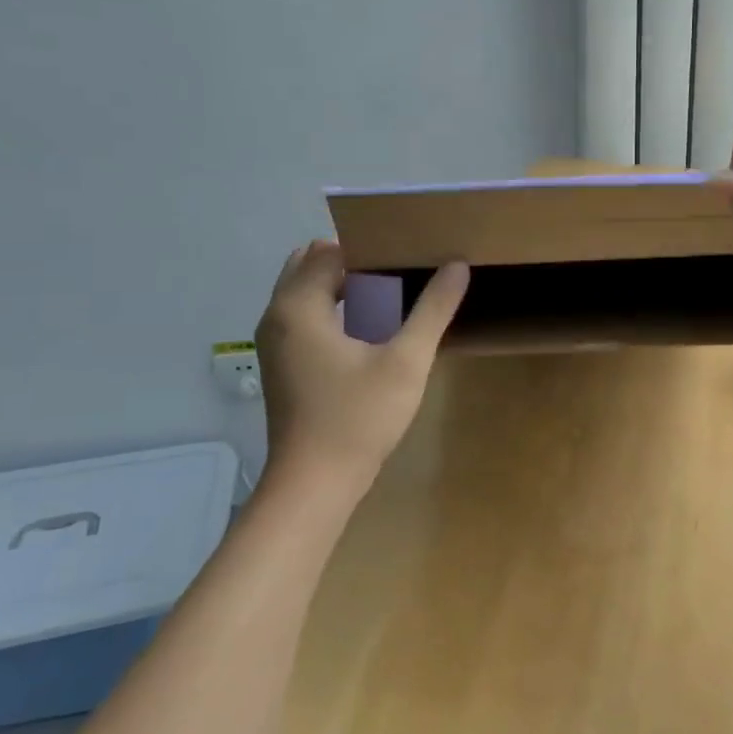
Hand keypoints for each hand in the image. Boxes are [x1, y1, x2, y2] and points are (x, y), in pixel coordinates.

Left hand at [253, 240, 468, 503]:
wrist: (314, 486)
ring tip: (391, 296)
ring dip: (342, 286)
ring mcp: (274, 343)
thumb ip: (433, 309)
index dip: (368, 248)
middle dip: (352, 261)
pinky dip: (331, 309)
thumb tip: (458, 265)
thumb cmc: (358, 418)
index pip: (329, 250)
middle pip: (311, 265)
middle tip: (399, 273)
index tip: (406, 255)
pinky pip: (304, 316)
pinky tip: (369, 330)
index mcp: (298, 306)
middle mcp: (276, 316)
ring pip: (306, 292)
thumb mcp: (406, 361)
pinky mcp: (281, 364)